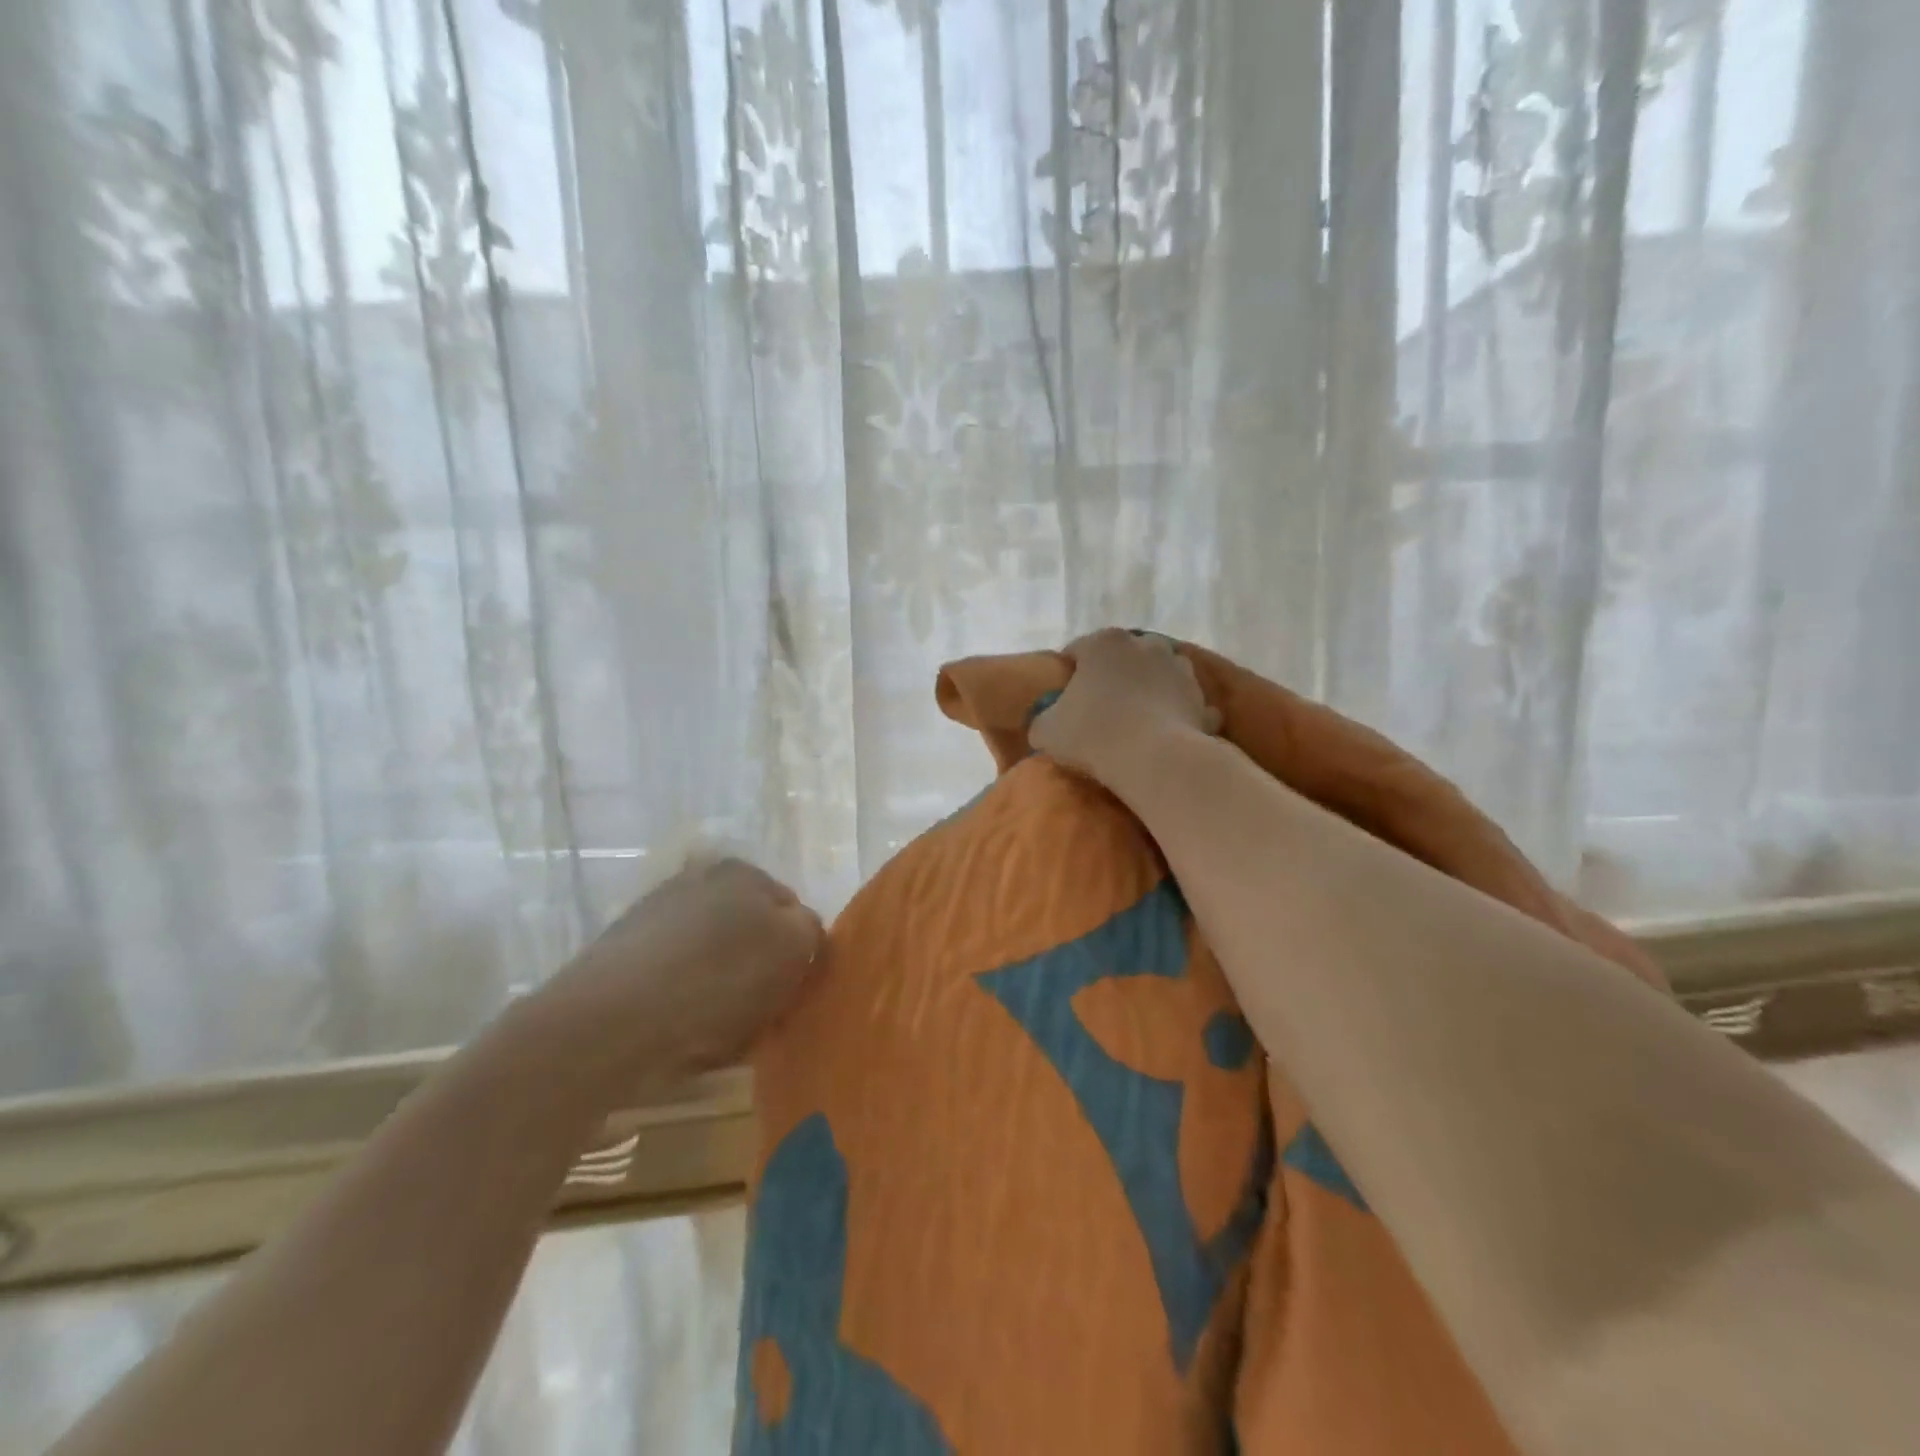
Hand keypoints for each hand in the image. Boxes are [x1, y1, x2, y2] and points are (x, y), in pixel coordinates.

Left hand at [534, 857, 824, 1085]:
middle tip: (762, 1014)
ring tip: (720, 1034)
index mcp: (741, 872)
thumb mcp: (792, 950)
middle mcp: (696, 881)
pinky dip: (683, 1002)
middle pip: (748, 931)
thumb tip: (801, 932)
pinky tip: (681, 1035)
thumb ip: (809, 931)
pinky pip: (673, 979)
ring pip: (711, 957)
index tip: (793, 991)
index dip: (798, 952)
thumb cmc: (716, 981)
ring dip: (722, 988)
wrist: (607, 1024)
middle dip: (758, 969)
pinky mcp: (621, 955)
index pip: (791, 909)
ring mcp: (654, 915)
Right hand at [1030, 629, 1218, 785]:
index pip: (1078, 650)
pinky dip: (1178, 714)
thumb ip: (1043, 719)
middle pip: (1123, 658)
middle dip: (1113, 677)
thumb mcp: (1045, 730)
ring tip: (1136, 720)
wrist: (1153, 759)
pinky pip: (1185, 704)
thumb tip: (1046, 722)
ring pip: (1159, 675)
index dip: (1067, 674)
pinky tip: (1167, 733)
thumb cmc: (1092, 734)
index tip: (1063, 699)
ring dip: (1149, 690)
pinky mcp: (1202, 699)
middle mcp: (1145, 645)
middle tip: (1100, 709)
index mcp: (1104, 643)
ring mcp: (1179, 669)